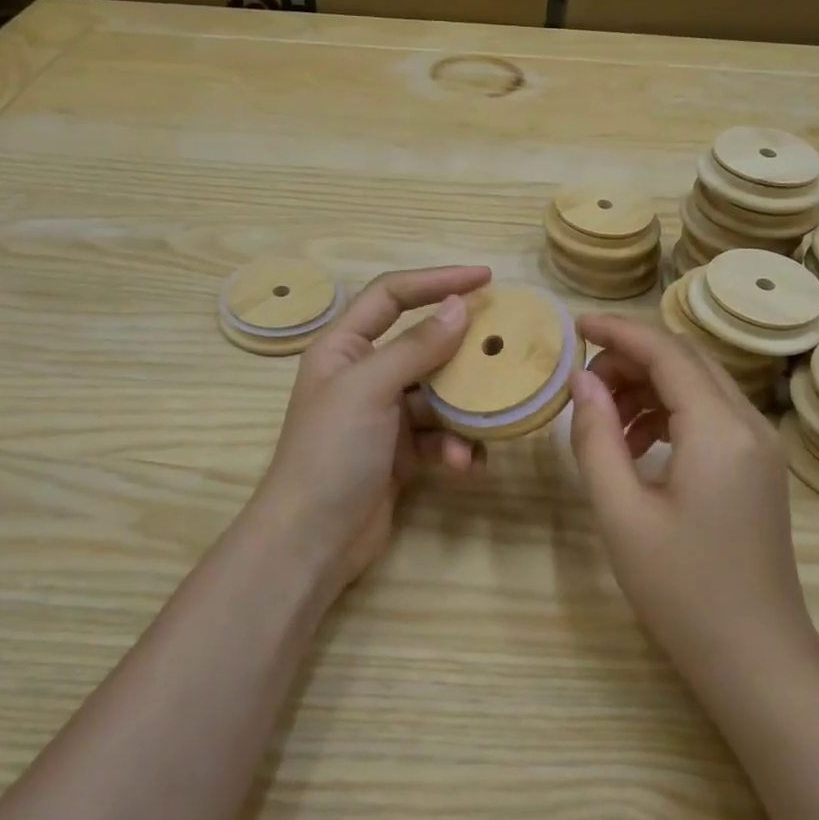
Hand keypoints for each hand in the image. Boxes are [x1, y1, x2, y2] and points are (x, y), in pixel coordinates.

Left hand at [253, 266, 491, 593]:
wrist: (313, 540)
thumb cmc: (332, 452)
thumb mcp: (370, 389)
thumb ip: (417, 347)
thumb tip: (460, 306)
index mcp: (344, 347)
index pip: (392, 295)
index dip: (436, 280)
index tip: (485, 279)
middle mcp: (365, 374)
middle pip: (424, 345)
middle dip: (463, 351)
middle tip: (506, 346)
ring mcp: (384, 415)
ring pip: (439, 395)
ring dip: (464, 412)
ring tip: (488, 424)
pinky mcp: (401, 453)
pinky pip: (440, 436)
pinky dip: (457, 448)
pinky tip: (467, 466)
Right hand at [567, 315, 813, 678]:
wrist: (755, 657)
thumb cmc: (682, 589)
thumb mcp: (622, 512)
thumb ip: (596, 438)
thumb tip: (581, 382)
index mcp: (720, 429)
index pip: (666, 351)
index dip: (617, 331)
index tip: (573, 326)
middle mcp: (749, 424)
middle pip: (685, 361)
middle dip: (629, 360)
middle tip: (580, 386)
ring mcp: (760, 446)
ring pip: (697, 386)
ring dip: (647, 388)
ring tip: (602, 422)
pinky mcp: (758, 467)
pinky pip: (709, 416)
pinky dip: (668, 415)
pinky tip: (635, 447)